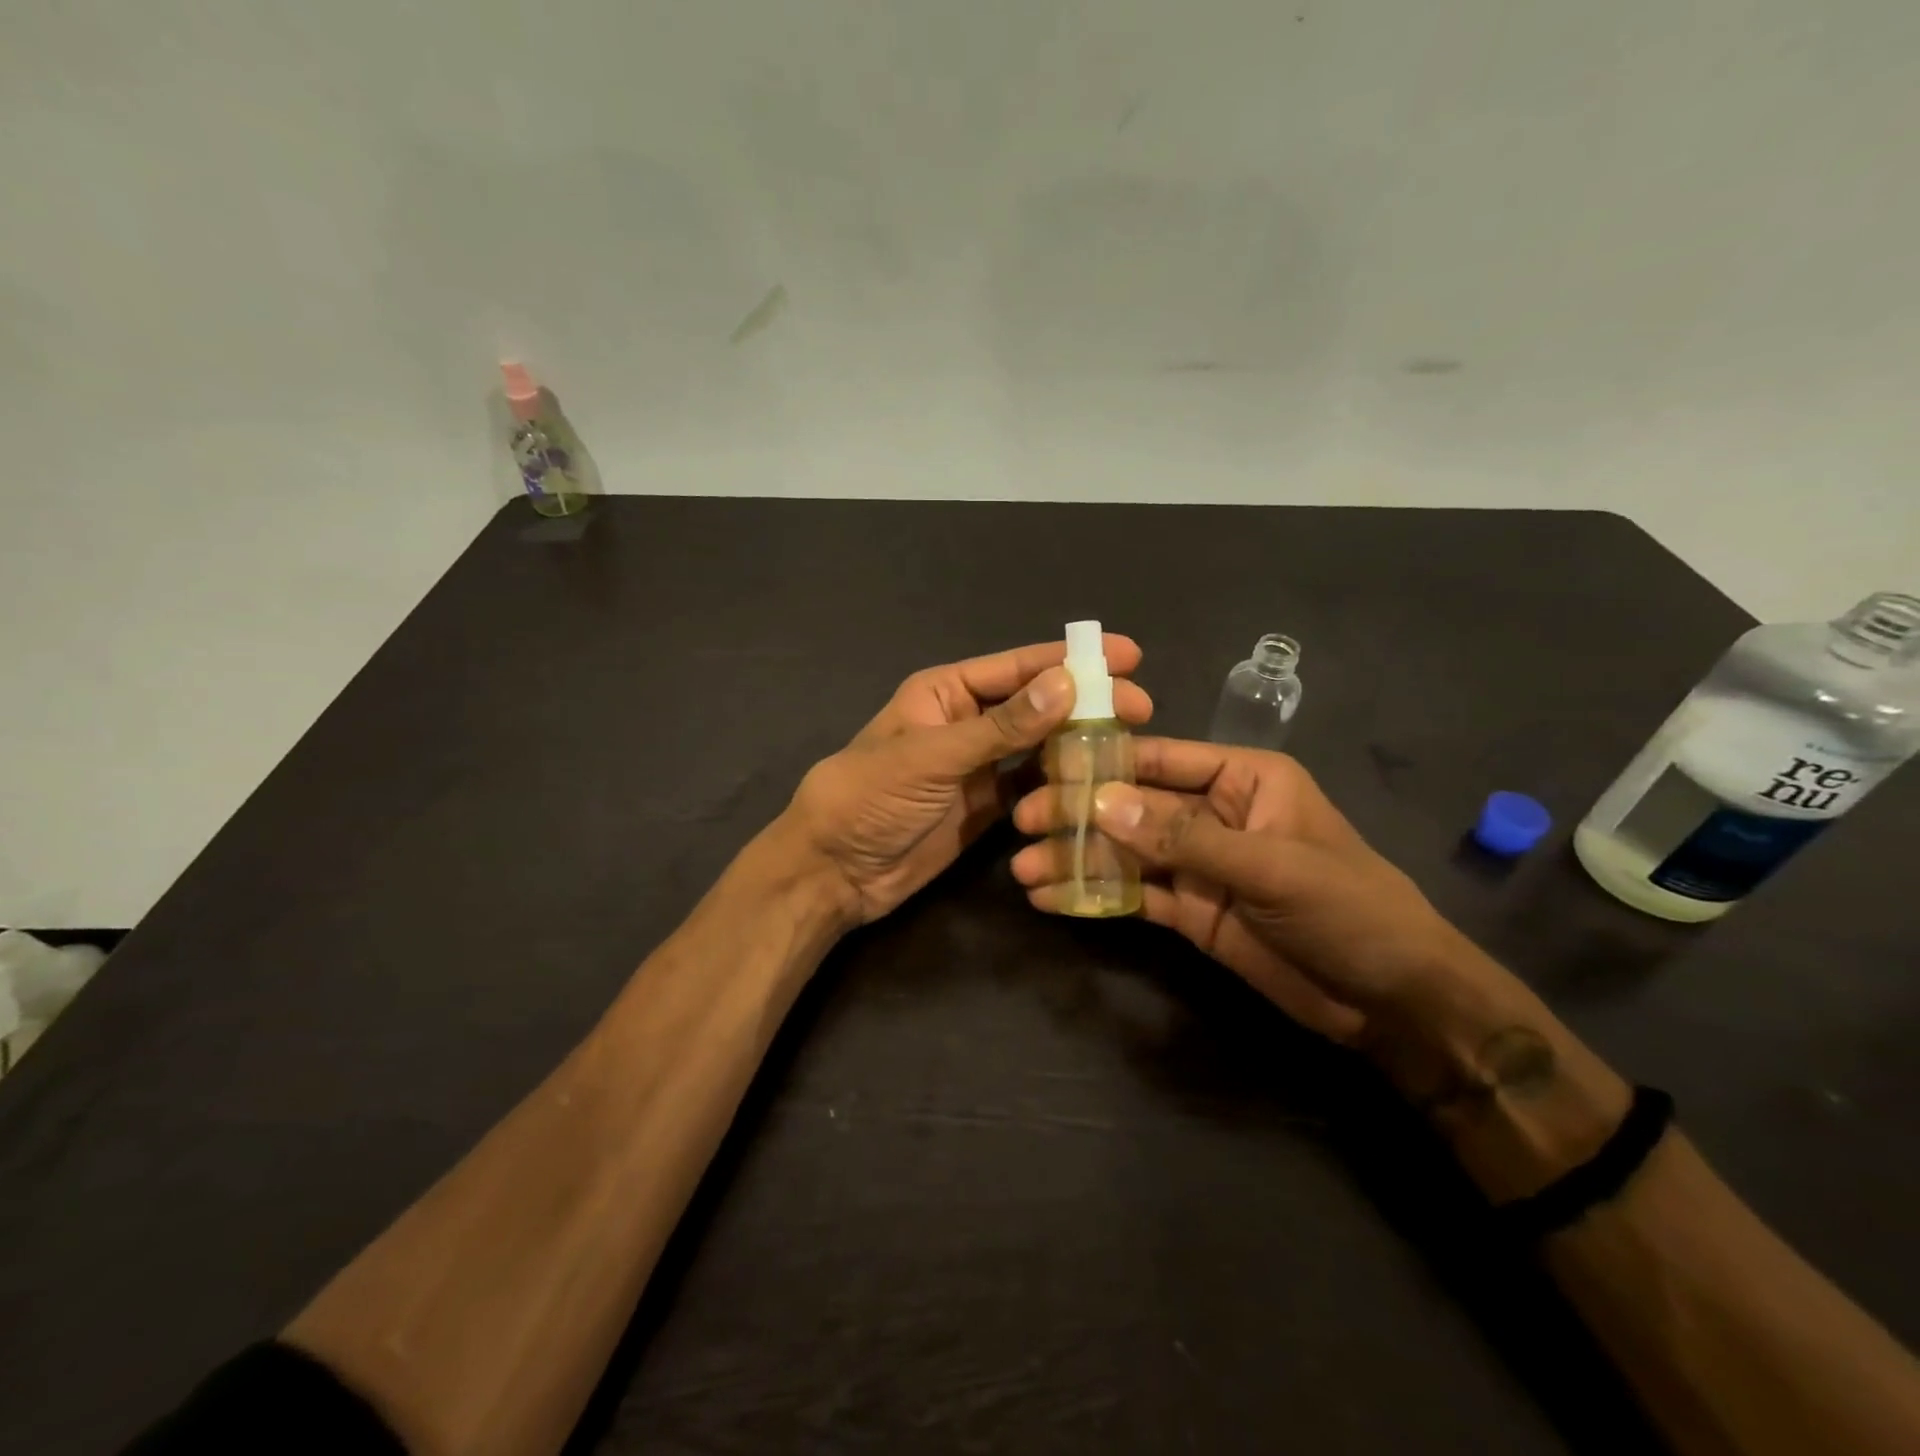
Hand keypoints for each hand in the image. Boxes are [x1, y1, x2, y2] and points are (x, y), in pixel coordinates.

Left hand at [785, 637, 1152, 924]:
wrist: (835, 872)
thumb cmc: (869, 799)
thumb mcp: (932, 757)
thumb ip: (1000, 727)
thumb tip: (1067, 683)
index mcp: (945, 692)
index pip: (1017, 668)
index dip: (1070, 659)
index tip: (1126, 655)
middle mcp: (966, 722)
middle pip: (1036, 705)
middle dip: (1086, 702)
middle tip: (1142, 707)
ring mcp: (977, 767)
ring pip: (1038, 747)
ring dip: (1078, 744)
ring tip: (1131, 745)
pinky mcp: (984, 808)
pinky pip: (1030, 788)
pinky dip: (1060, 785)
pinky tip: (1096, 785)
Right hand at [1011, 739, 1478, 1046]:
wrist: (1391, 999)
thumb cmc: (1348, 908)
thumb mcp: (1271, 866)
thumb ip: (1184, 837)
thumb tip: (1101, 803)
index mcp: (1241, 779)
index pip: (1160, 758)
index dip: (1103, 761)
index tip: (1046, 766)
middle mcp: (1212, 813)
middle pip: (1133, 806)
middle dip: (1079, 813)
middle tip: (1023, 822)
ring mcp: (1198, 864)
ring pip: (1126, 852)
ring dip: (1077, 858)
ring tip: (1023, 868)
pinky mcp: (1190, 910)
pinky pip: (1134, 894)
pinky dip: (1095, 895)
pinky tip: (1052, 897)